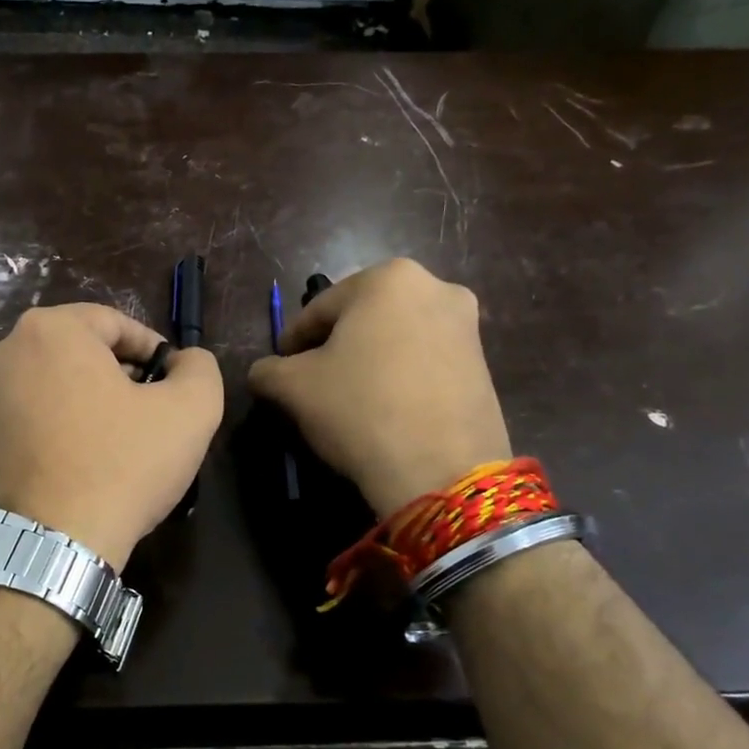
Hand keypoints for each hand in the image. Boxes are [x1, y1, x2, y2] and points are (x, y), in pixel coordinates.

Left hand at [0, 304, 222, 570]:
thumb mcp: (190, 411)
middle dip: (123, 376)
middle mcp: (6, 350)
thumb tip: (185, 361)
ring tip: (124, 442)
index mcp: (50, 329)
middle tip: (152, 413)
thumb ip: (199, 369)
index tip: (173, 384)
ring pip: (57, 383)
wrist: (48, 544)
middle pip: (82, 351)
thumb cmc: (121, 465)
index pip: (116, 323)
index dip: (154, 351)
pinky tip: (88, 462)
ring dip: (94, 402)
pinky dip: (64, 426)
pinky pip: (33, 415)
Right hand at [248, 259, 511, 516]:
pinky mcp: (484, 365)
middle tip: (312, 382)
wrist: (442, 470)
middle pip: (362, 319)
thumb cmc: (359, 409)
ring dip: (368, 361)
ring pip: (395, 340)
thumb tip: (264, 372)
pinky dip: (400, 378)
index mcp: (387, 278)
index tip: (278, 368)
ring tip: (347, 399)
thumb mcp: (293, 387)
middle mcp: (435, 287)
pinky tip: (384, 410)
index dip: (292, 341)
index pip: (318, 309)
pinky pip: (425, 362)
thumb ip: (267, 370)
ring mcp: (466, 326)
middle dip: (335, 347)